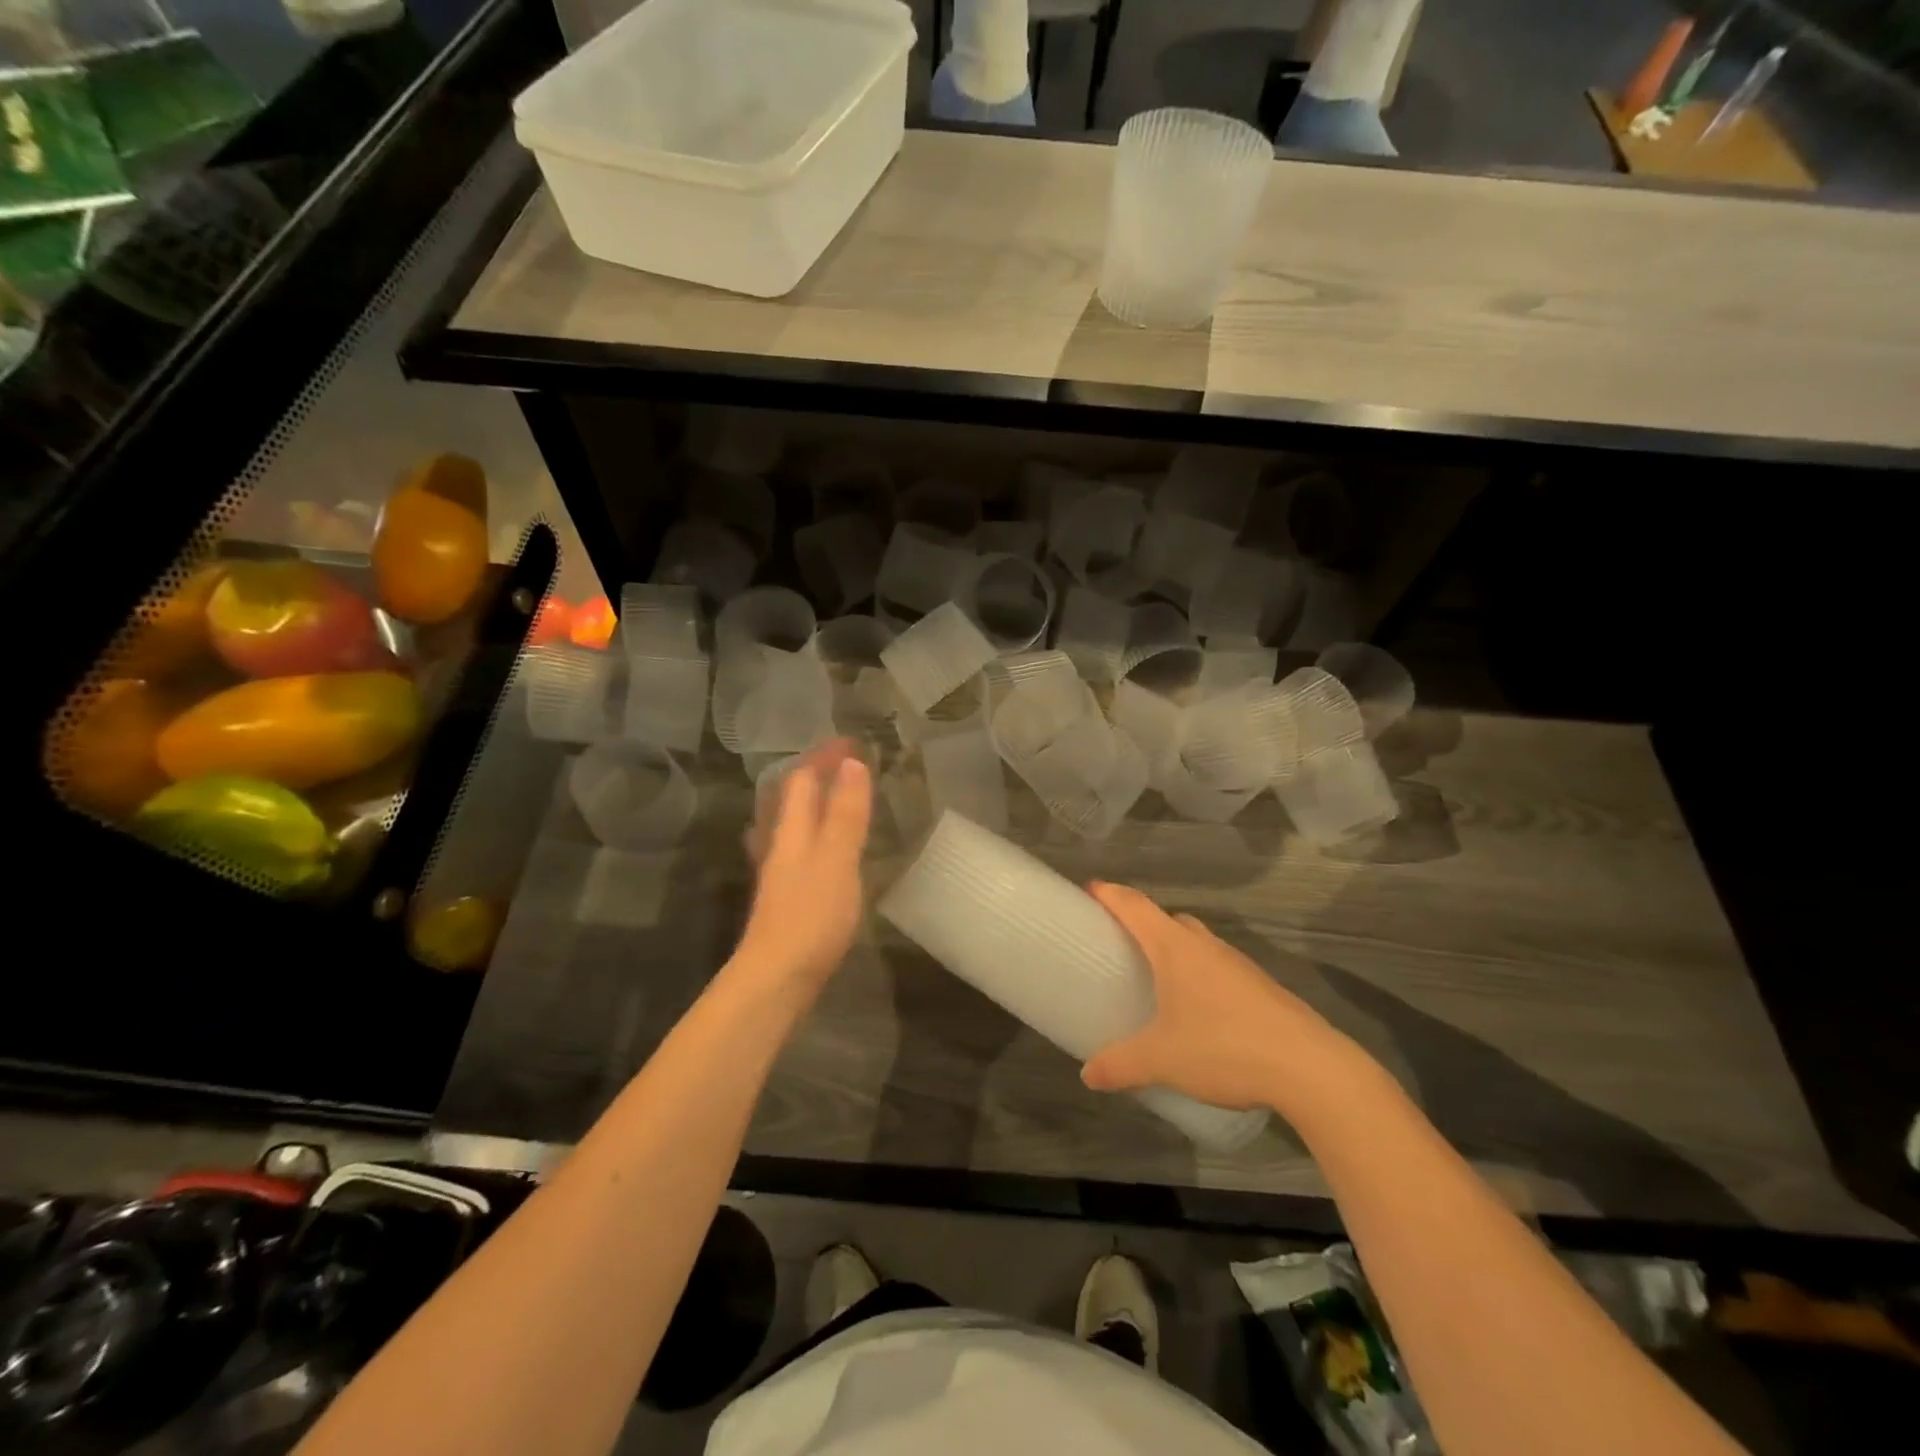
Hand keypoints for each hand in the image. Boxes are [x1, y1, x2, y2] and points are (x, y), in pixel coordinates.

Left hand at [733, 739, 872, 990]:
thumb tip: (852, 764)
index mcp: (792, 830)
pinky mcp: (784, 895)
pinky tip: (812, 844)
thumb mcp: (837, 859)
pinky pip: (795, 846)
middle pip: (790, 797)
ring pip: (789, 822)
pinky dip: (808, 830)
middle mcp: (779, 843)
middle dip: (813, 774)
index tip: (849, 740)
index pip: (802, 779)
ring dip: (809, 801)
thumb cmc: (811, 915)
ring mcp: (778, 871)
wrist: (776, 977)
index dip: (823, 757)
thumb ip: (845, 814)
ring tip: (830, 793)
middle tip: (841, 761)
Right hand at [1080, 882, 1362, 1115]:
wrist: (1310, 1068)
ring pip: (1198, 942)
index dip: (1110, 894)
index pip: (1135, 906)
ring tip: (1157, 978)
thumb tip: (1088, 1075)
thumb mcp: (1161, 1060)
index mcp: (1175, 948)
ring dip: (1175, 949)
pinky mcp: (1260, 987)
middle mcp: (1205, 945)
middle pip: (1168, 919)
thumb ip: (1120, 1065)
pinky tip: (1198, 1009)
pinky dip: (1200, 974)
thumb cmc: (1224, 1048)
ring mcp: (1238, 964)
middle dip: (1143, 923)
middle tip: (1120, 943)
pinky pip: (1218, 966)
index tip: (1090, 889)